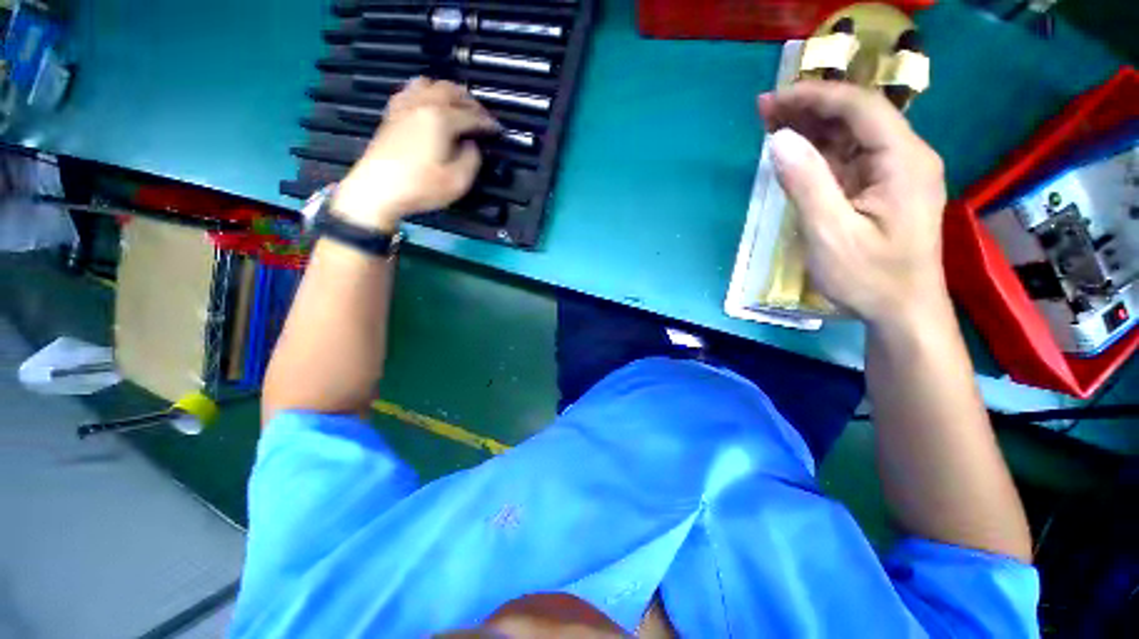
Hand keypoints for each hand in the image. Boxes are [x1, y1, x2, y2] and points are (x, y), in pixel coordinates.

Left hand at [332, 78, 499, 231]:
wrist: (377, 190)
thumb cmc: (421, 187)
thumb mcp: (458, 181)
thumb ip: (472, 159)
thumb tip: (471, 144)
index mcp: (441, 119)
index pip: (471, 115)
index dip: (488, 123)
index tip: (498, 131)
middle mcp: (423, 104)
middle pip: (451, 91)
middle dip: (471, 102)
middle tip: (482, 116)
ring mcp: (405, 106)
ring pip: (430, 83)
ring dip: (448, 91)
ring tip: (458, 105)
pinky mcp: (392, 113)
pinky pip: (411, 90)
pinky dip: (426, 92)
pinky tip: (429, 103)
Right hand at [759, 81, 947, 327]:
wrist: (902, 311)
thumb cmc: (869, 278)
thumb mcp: (830, 234)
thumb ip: (805, 184)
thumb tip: (778, 140)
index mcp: (902, 161)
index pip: (859, 107)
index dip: (814, 96)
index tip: (772, 100)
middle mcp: (905, 156)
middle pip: (856, 115)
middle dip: (809, 108)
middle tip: (764, 110)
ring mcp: (895, 172)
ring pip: (851, 135)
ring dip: (811, 127)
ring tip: (771, 125)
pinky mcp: (883, 188)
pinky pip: (849, 158)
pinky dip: (819, 150)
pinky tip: (795, 151)